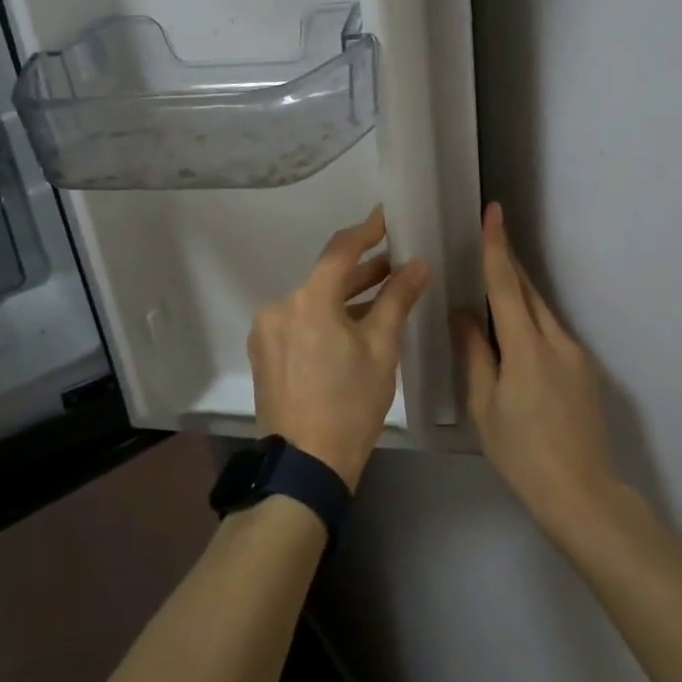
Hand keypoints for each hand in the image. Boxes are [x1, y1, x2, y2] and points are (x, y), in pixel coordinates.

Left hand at [249, 206, 429, 489]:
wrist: (305, 465)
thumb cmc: (350, 406)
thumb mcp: (381, 350)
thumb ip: (397, 300)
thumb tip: (417, 265)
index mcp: (308, 301)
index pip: (340, 250)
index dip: (366, 230)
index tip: (386, 216)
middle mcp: (279, 306)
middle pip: (325, 277)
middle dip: (361, 270)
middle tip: (396, 263)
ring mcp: (267, 330)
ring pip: (311, 301)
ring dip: (344, 297)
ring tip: (381, 294)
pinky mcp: (264, 352)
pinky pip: (299, 321)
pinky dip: (324, 317)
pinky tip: (350, 326)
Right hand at [456, 203, 619, 533]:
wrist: (582, 494)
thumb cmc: (521, 452)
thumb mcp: (484, 405)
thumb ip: (475, 353)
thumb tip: (463, 313)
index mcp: (527, 347)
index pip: (507, 285)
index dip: (496, 247)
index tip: (494, 212)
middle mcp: (557, 341)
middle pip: (529, 290)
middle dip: (508, 262)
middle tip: (486, 238)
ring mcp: (577, 355)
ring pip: (541, 311)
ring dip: (518, 294)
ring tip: (491, 289)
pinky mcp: (585, 370)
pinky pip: (551, 332)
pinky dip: (529, 322)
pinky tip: (514, 339)